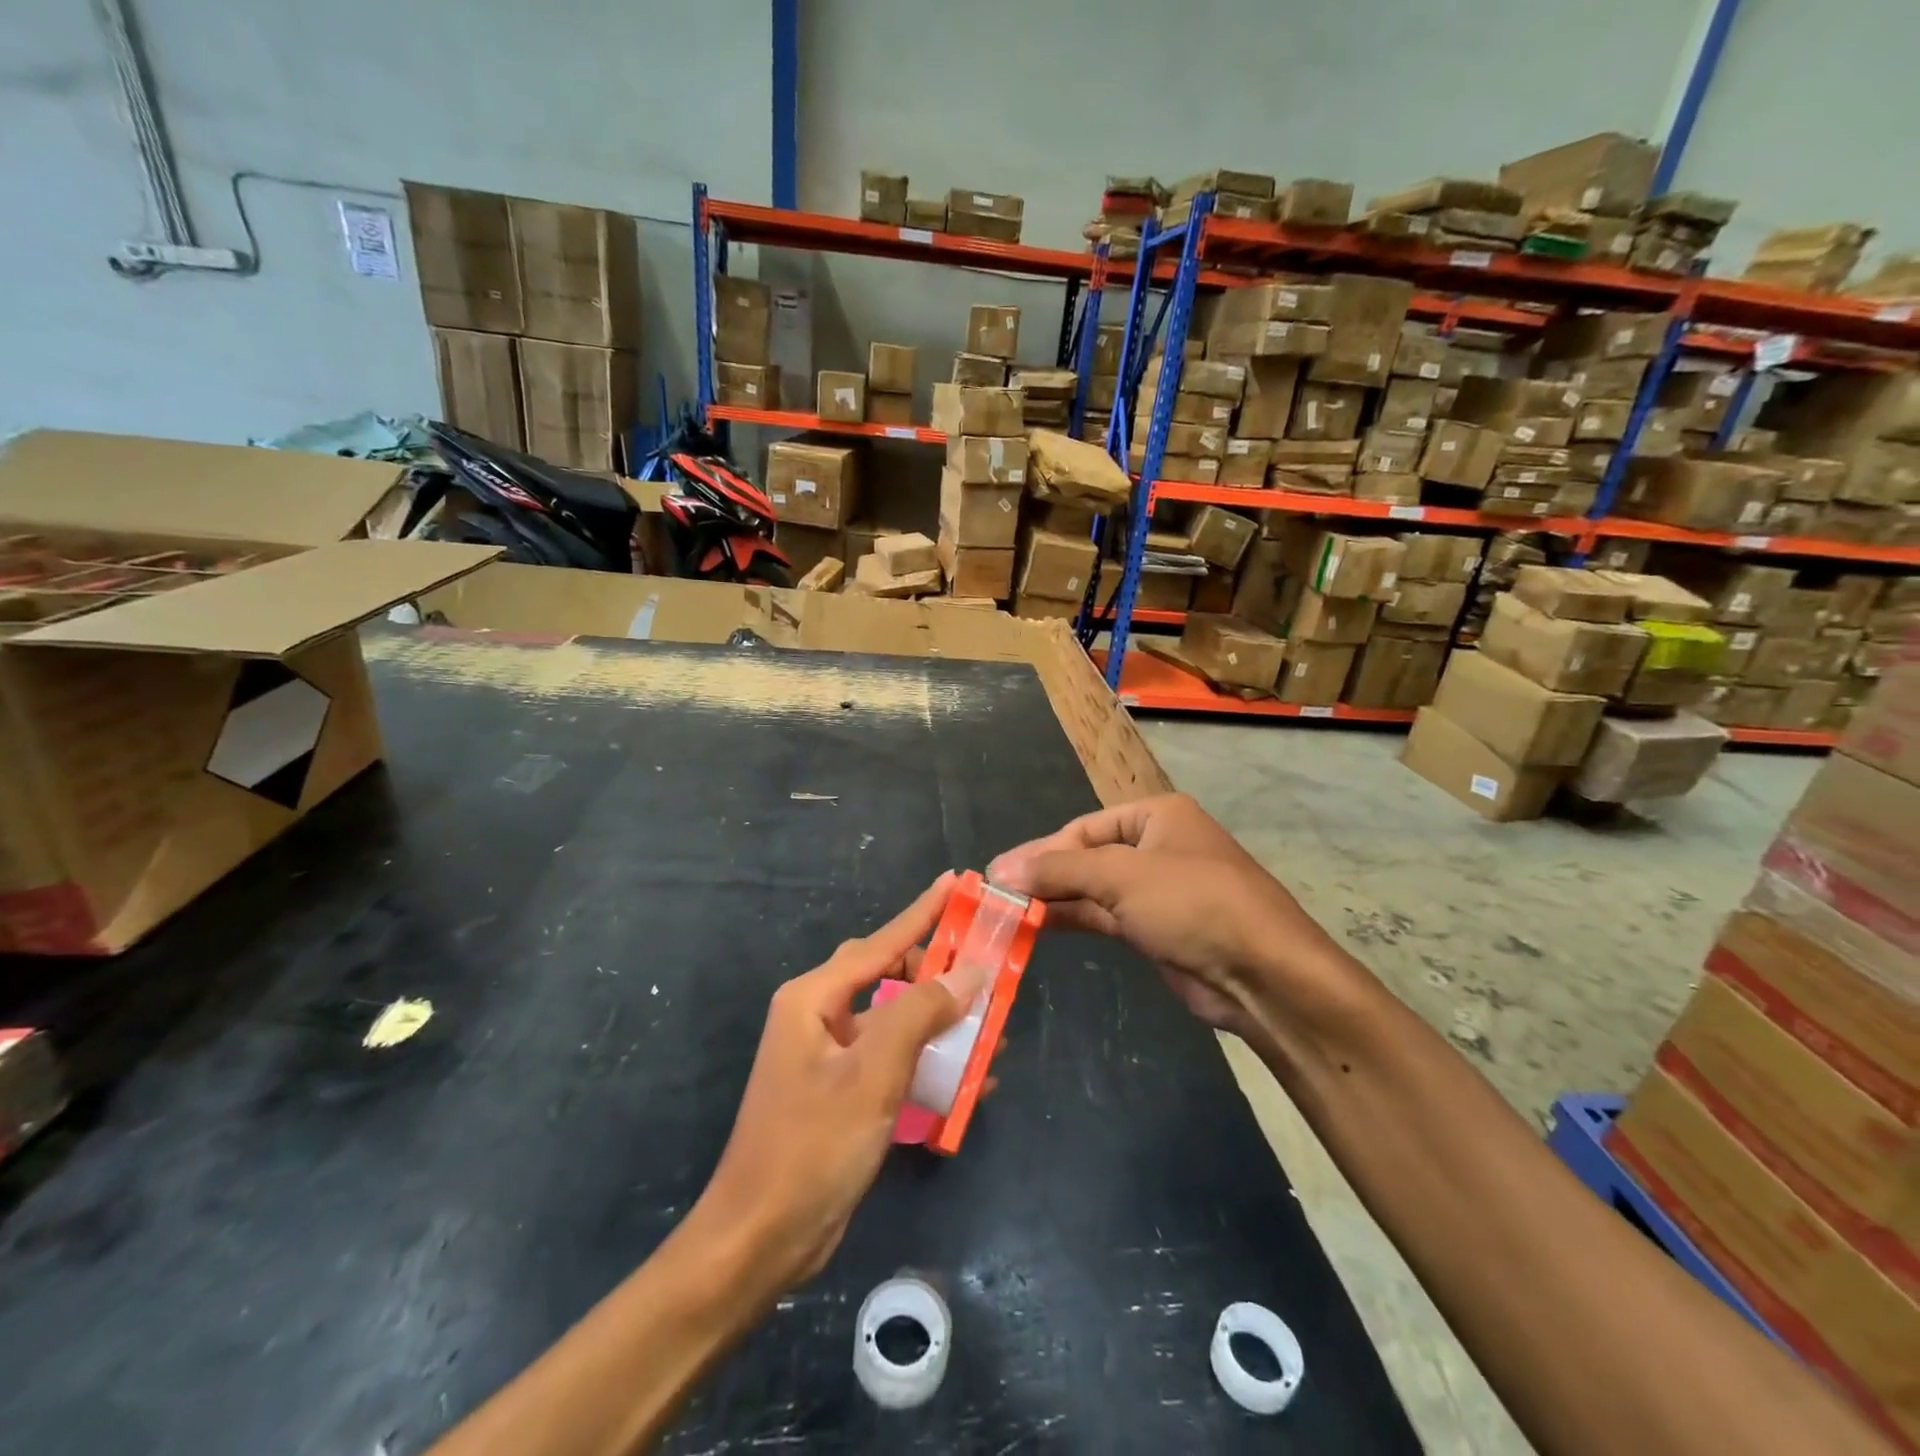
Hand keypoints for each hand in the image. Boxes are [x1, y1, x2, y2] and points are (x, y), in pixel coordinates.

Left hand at [695, 873, 986, 1291]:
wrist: (759, 1243)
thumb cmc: (812, 1148)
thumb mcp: (873, 1074)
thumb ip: (921, 1014)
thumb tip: (971, 971)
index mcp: (814, 999)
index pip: (880, 942)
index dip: (922, 912)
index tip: (957, 883)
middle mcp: (819, 1017)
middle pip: (888, 974)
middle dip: (938, 972)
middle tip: (985, 968)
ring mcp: (829, 1056)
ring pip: (895, 1019)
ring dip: (940, 1022)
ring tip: (991, 1025)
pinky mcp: (841, 1092)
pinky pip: (892, 1058)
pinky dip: (927, 1060)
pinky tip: (968, 1077)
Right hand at [987, 794, 1350, 1041]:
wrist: (1264, 975)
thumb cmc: (1194, 904)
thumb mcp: (1121, 876)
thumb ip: (1058, 871)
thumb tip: (1000, 869)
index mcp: (1157, 815)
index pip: (1083, 828)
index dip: (1041, 850)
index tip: (999, 874)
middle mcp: (1157, 847)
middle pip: (1087, 857)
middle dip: (1045, 876)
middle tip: (996, 895)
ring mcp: (1158, 891)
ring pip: (1094, 890)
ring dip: (1055, 901)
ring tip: (1007, 914)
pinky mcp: (1157, 931)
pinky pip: (1105, 918)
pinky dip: (1074, 921)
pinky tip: (1038, 928)